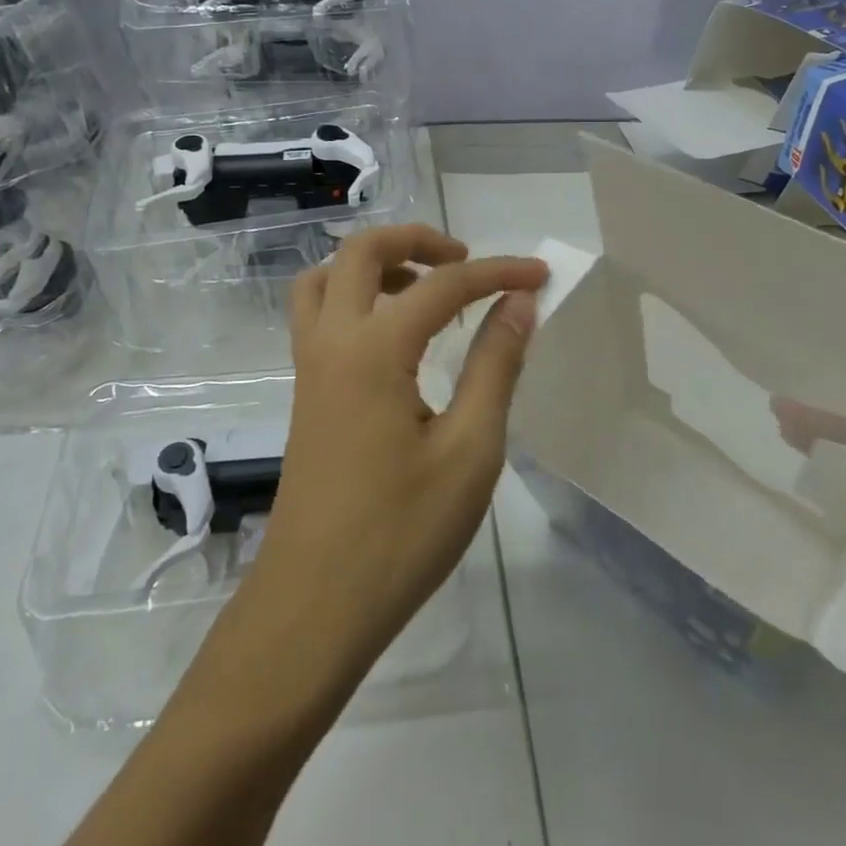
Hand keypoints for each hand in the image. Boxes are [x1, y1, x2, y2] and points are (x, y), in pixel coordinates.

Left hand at [243, 224, 548, 682]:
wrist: (313, 607)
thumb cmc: (400, 533)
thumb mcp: (469, 451)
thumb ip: (495, 366)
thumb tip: (520, 304)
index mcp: (374, 350)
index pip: (444, 285)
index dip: (498, 273)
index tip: (540, 276)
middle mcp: (332, 342)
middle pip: (361, 251)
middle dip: (418, 239)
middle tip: (466, 262)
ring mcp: (309, 367)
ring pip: (326, 278)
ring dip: (375, 265)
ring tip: (425, 289)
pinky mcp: (305, 393)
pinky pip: (318, 315)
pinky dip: (355, 297)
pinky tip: (396, 338)